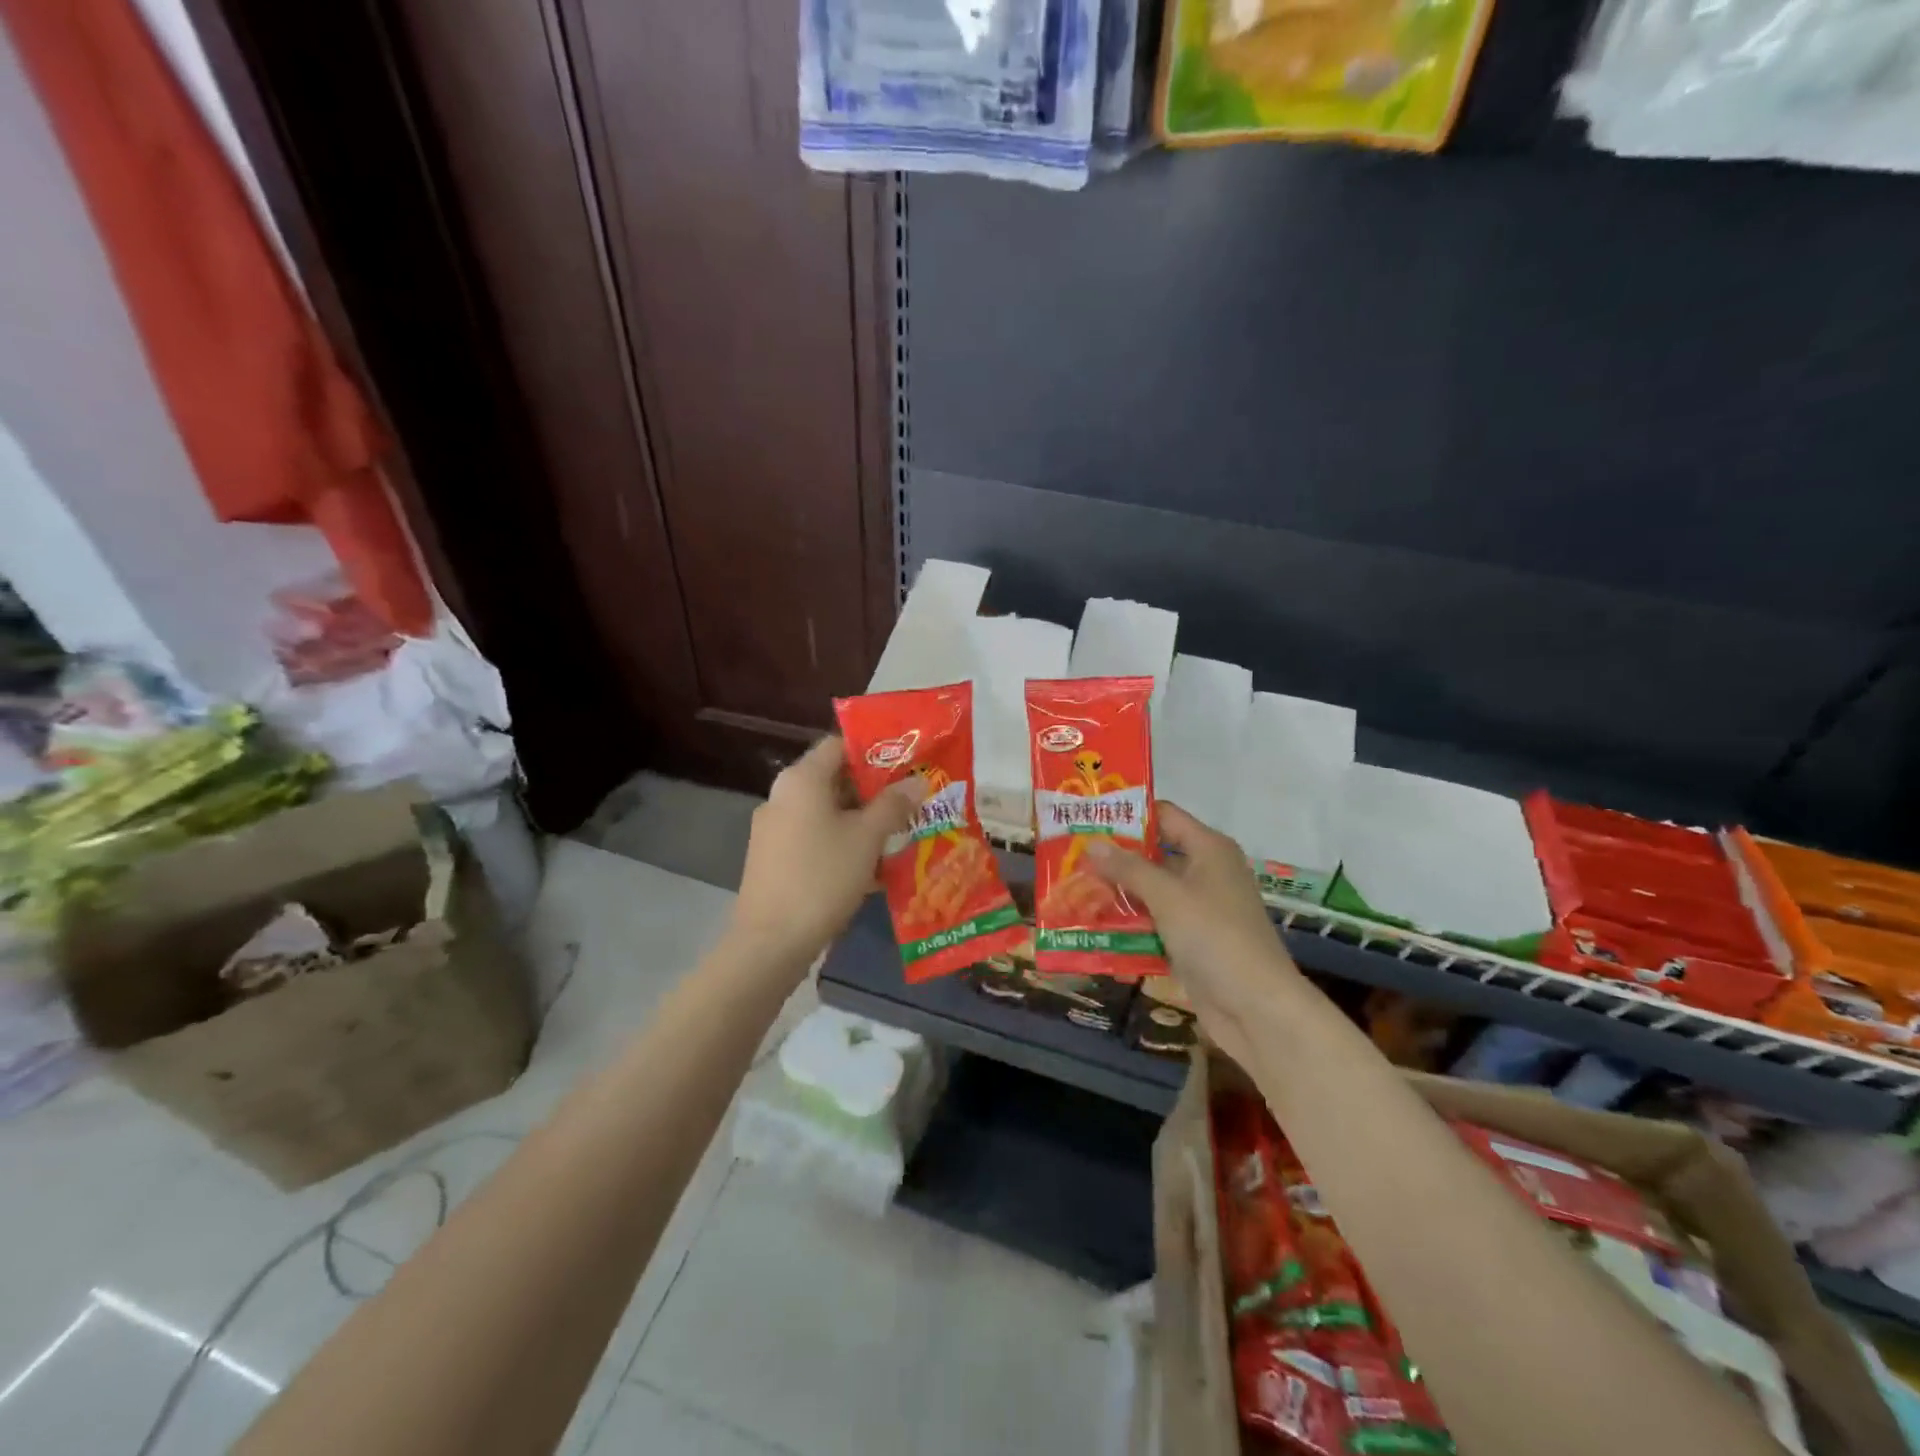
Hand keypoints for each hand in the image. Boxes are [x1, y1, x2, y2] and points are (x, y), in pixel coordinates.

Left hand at [729, 736, 923, 965]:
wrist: (771, 942)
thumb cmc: (823, 877)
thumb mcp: (867, 838)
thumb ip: (893, 805)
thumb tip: (916, 783)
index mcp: (801, 780)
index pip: (838, 744)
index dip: (873, 749)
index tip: (906, 762)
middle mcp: (782, 796)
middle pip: (833, 779)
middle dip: (873, 790)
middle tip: (911, 800)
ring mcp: (774, 829)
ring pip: (826, 812)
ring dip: (861, 820)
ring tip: (899, 833)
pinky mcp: (774, 859)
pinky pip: (814, 838)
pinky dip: (842, 843)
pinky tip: (872, 866)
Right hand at [1085, 802, 1299, 1066]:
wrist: (1257, 1008)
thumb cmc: (1215, 936)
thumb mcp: (1167, 895)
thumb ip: (1128, 868)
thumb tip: (1092, 842)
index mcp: (1209, 849)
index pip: (1164, 816)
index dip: (1128, 814)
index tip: (1087, 816)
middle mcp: (1205, 872)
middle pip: (1154, 854)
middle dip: (1114, 857)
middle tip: (1068, 856)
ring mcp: (1199, 909)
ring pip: (1151, 892)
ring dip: (1117, 893)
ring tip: (1072, 888)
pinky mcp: (1191, 942)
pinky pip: (1154, 923)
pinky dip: (1128, 924)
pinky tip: (1092, 926)